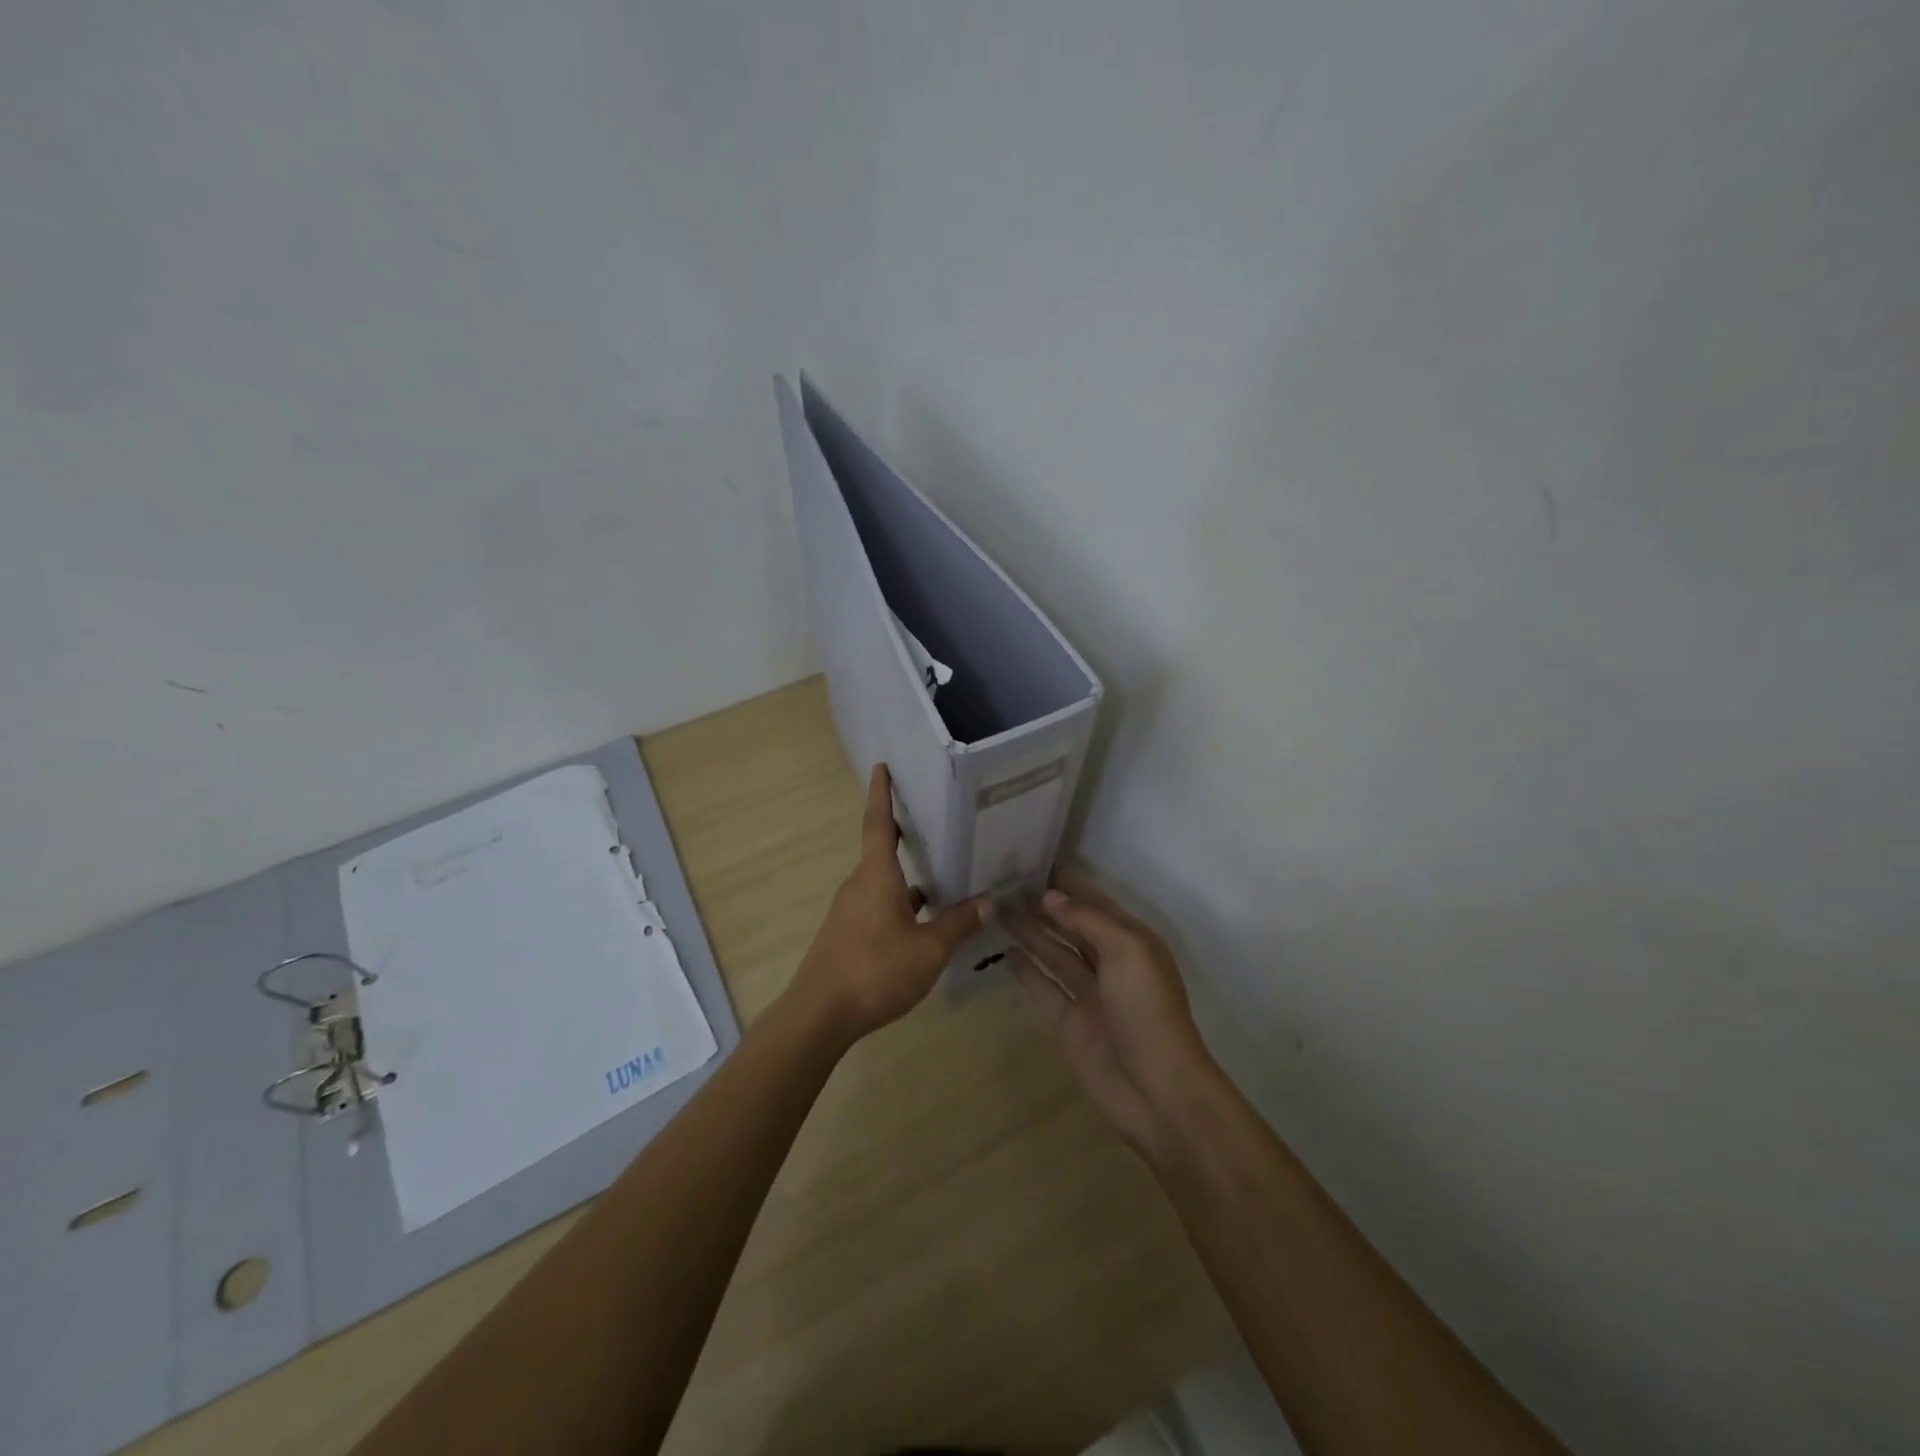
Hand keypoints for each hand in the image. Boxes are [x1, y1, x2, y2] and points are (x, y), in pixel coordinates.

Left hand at [787, 764, 987, 1041]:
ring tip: (944, 869)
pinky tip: (925, 918)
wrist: (820, 1014)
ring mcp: (851, 910)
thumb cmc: (875, 971)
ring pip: (884, 881)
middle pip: (882, 850)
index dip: (881, 794)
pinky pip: (879, 903)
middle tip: (936, 818)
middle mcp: (860, 885)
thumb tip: (989, 900)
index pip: (878, 823)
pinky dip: (902, 901)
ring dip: (909, 874)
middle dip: (906, 833)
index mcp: (876, 876)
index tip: (882, 767)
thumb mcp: (928, 949)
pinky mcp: (849, 932)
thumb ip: (958, 924)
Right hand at [1006, 866, 1216, 1157]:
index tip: (1034, 860)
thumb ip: (1087, 920)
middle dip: (1044, 905)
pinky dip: (1026, 970)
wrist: (1157, 1090)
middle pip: (1072, 926)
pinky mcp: (1070, 1021)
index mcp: (1132, 941)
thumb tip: (1049, 897)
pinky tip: (1005, 952)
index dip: (1068, 883)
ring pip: (1055, 952)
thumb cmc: (1147, 1011)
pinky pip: (1044, 987)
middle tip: (1005, 883)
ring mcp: (1089, 993)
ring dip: (1030, 932)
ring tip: (997, 909)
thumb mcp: (1126, 952)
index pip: (1095, 902)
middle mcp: (1111, 962)